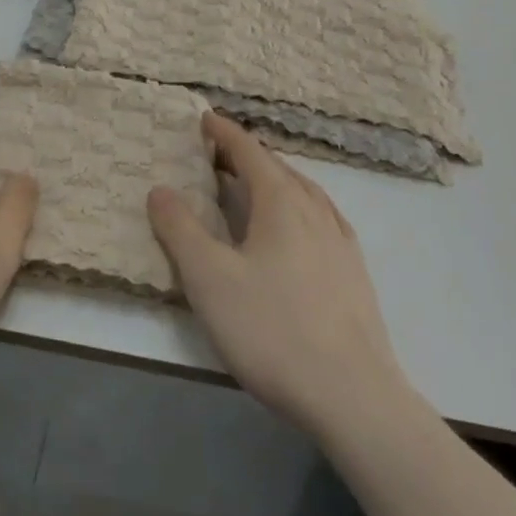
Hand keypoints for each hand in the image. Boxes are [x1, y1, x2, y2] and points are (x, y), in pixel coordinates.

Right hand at [148, 113, 409, 439]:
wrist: (354, 397)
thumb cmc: (272, 329)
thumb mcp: (209, 279)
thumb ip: (180, 229)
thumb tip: (160, 189)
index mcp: (280, 202)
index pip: (249, 151)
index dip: (225, 133)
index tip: (205, 118)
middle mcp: (314, 210)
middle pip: (278, 168)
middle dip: (247, 155)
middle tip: (218, 155)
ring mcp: (340, 242)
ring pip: (304, 192)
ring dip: (275, 179)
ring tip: (255, 186)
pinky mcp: (355, 274)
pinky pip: (322, 218)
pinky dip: (300, 207)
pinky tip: (299, 230)